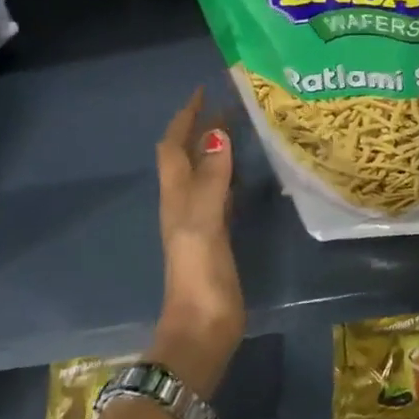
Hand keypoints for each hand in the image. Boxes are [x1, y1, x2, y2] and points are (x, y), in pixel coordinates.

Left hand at [152, 88, 244, 393]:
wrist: (202, 328)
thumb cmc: (200, 274)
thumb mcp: (205, 222)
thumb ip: (212, 179)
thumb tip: (217, 133)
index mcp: (177, 197)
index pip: (174, 147)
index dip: (185, 118)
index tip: (203, 91)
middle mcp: (184, 204)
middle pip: (187, 157)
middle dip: (201, 128)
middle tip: (228, 105)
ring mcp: (199, 223)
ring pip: (203, 174)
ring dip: (214, 150)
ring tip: (238, 129)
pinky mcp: (216, 239)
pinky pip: (220, 195)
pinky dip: (228, 176)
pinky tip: (245, 175)